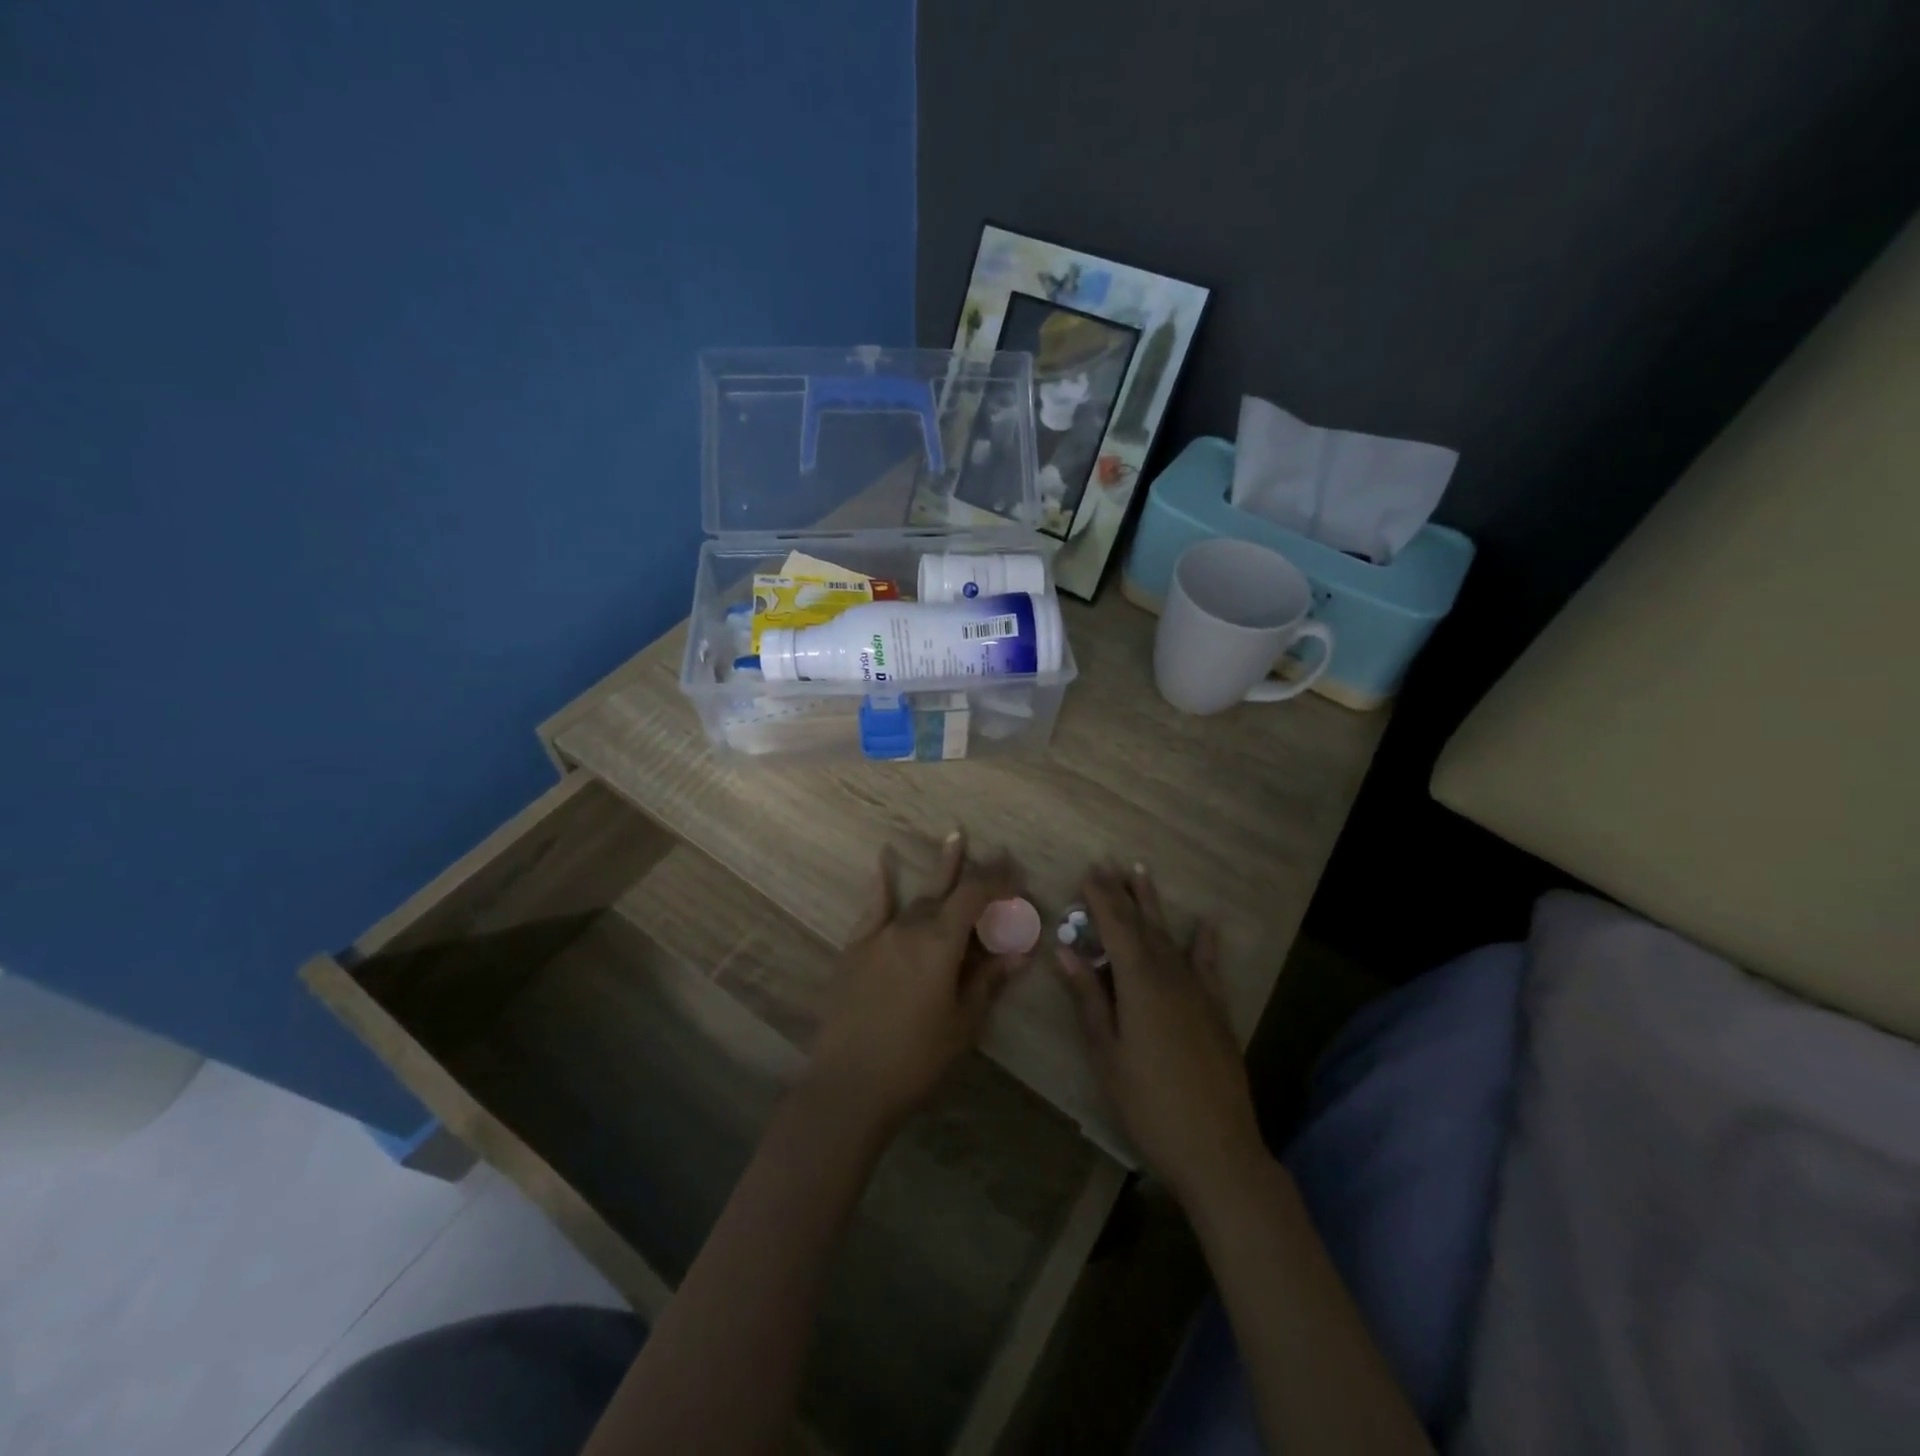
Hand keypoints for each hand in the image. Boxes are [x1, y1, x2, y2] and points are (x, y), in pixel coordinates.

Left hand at [808, 832, 1027, 1133]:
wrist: (849, 1084)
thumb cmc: (915, 1058)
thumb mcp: (962, 1022)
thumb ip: (988, 980)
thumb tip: (1019, 952)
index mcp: (939, 943)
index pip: (974, 897)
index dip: (998, 882)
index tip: (1018, 875)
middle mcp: (910, 927)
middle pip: (948, 892)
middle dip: (975, 874)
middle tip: (999, 854)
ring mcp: (879, 935)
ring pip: (917, 899)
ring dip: (940, 873)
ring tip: (955, 838)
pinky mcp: (856, 948)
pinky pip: (874, 908)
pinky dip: (882, 884)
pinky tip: (883, 860)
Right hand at [1056, 863, 1267, 1206]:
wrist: (1216, 1148)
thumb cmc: (1148, 1104)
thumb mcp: (1107, 1054)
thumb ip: (1088, 998)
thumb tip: (1065, 951)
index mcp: (1139, 984)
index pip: (1116, 928)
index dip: (1101, 898)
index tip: (1088, 871)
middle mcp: (1170, 976)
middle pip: (1143, 925)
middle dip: (1123, 893)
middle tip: (1108, 863)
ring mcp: (1197, 991)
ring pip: (1170, 937)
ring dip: (1154, 904)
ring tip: (1143, 873)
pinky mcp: (1216, 1010)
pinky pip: (1208, 965)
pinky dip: (1204, 942)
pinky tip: (1206, 924)